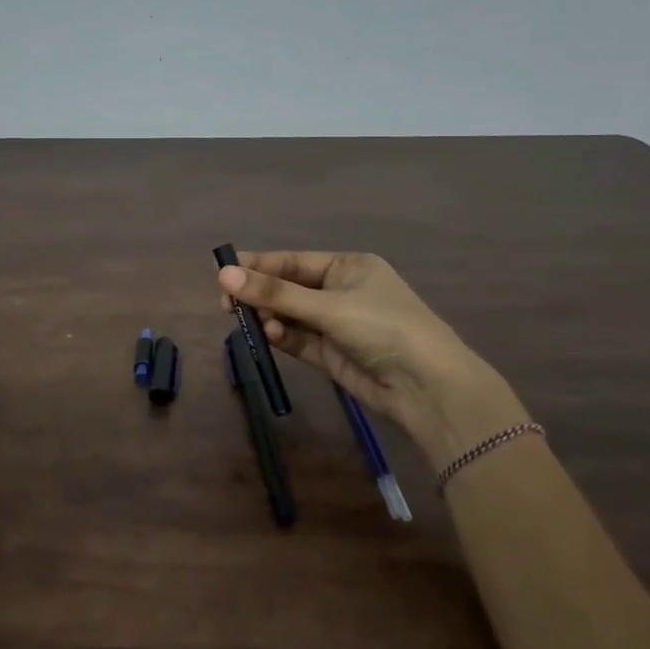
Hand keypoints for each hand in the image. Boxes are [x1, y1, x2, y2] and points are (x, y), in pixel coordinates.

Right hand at [217, 251, 526, 465]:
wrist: (427, 387)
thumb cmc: (383, 328)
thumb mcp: (328, 306)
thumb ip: (275, 293)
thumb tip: (223, 274)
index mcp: (348, 267)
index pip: (293, 262)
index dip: (258, 265)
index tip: (222, 271)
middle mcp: (341, 291)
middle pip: (288, 288)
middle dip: (260, 295)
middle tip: (228, 305)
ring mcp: (336, 324)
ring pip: (290, 315)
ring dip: (270, 318)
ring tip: (253, 323)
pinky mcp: (331, 354)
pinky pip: (298, 339)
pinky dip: (282, 337)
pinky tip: (272, 336)